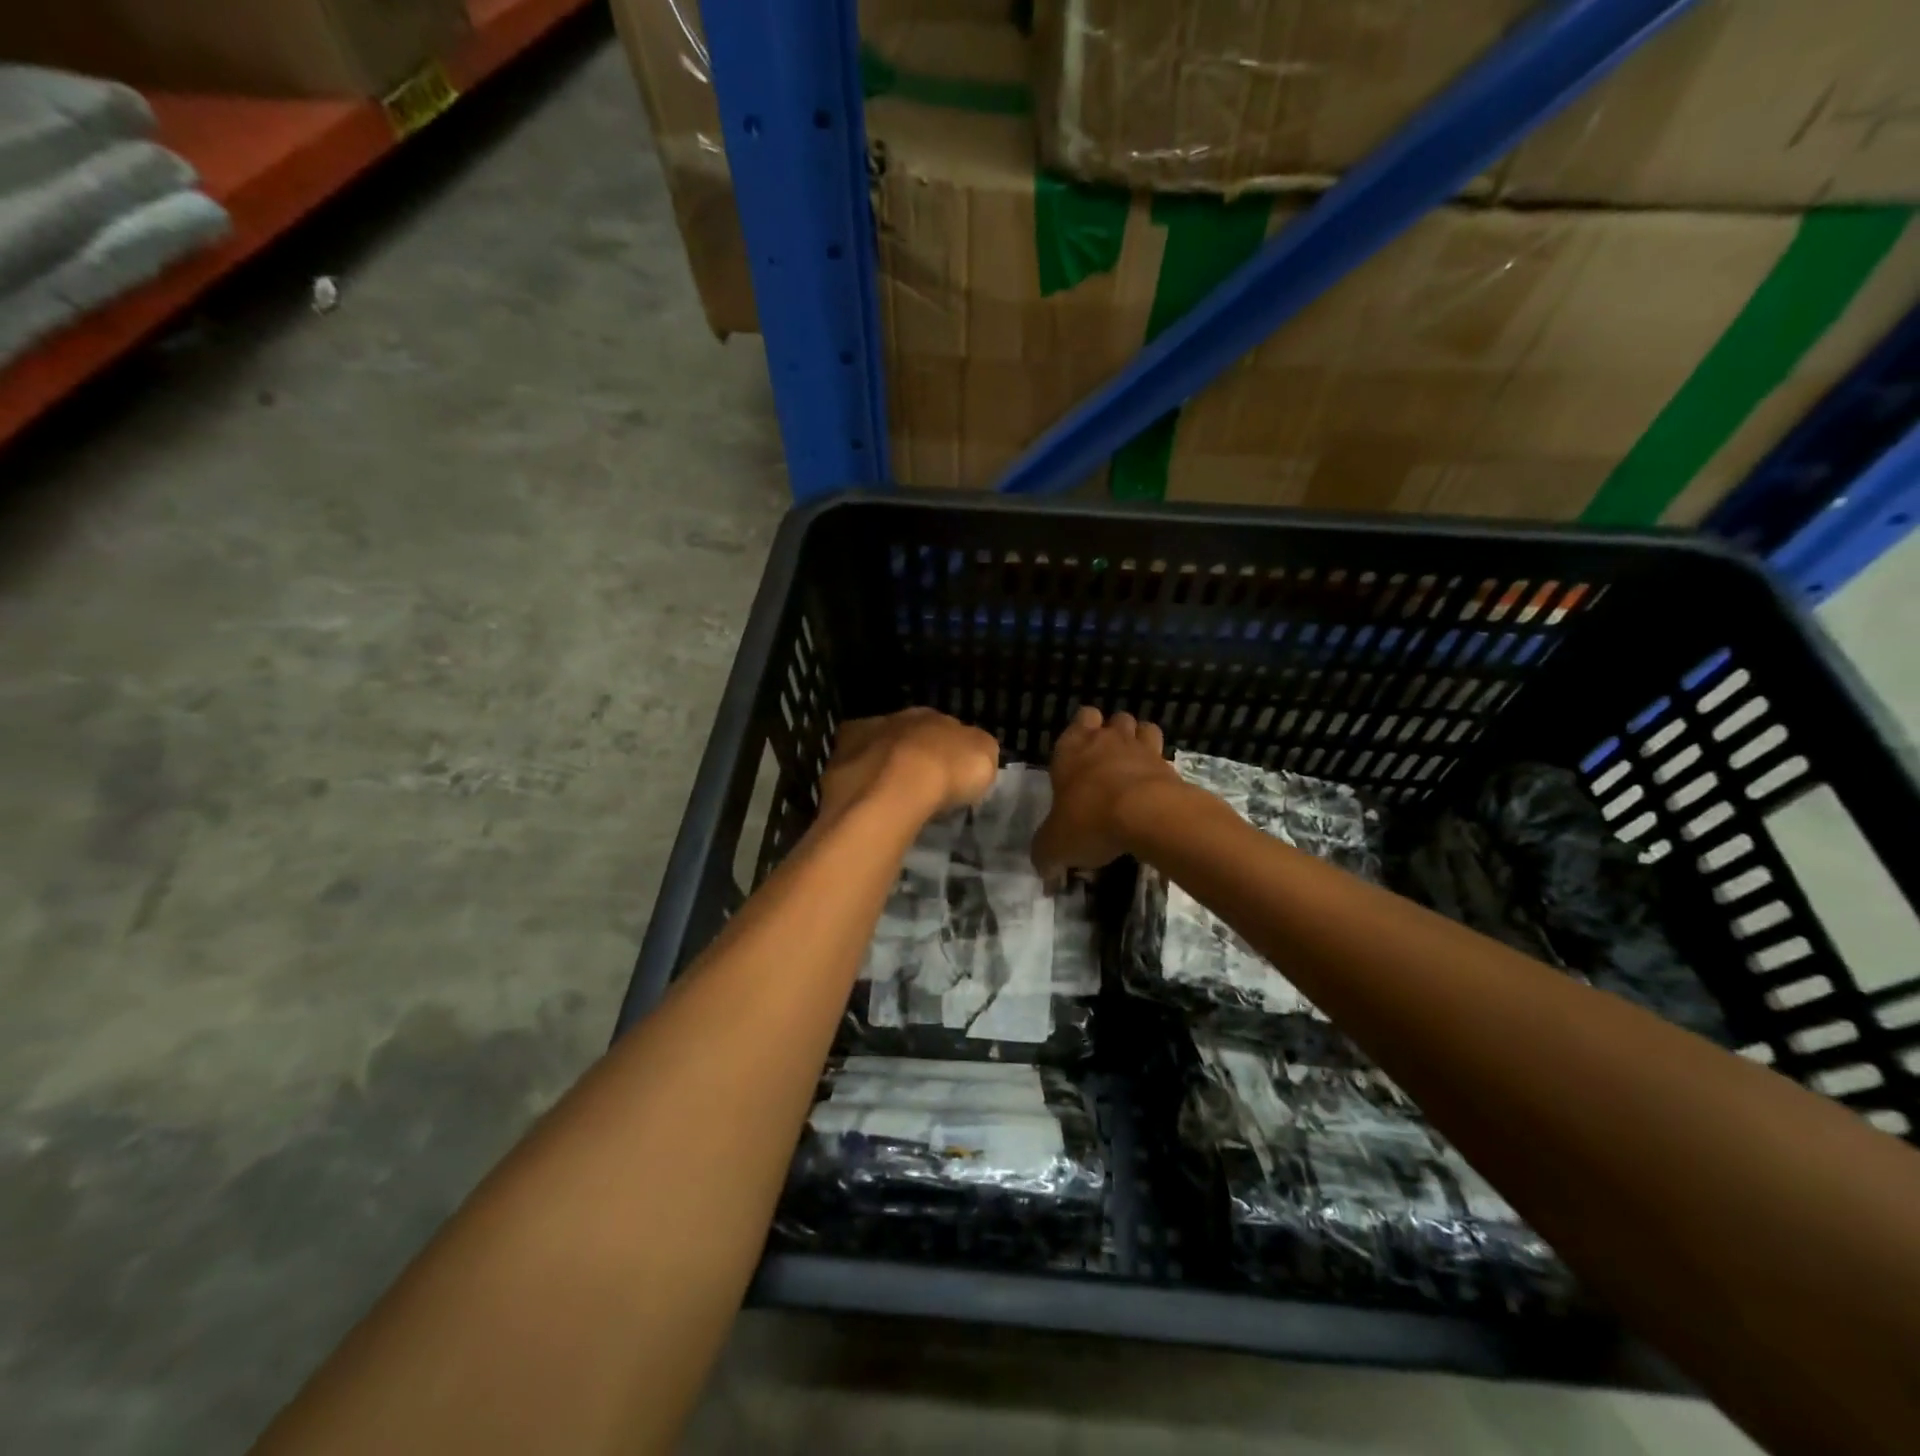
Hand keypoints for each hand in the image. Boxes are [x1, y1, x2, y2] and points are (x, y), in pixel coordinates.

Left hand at [816, 708, 999, 825]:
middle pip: (906, 737)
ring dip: (883, 768)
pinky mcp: (837, 763)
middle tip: (922, 786)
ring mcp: (861, 739)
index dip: (947, 751)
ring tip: (893, 798)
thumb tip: (972, 751)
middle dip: (913, 757)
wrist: (894, 789)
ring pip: (876, 751)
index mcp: (931, 714)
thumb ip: (978, 749)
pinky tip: (869, 803)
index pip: (941, 728)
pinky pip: (853, 772)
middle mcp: (894, 719)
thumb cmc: (946, 772)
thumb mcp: (984, 757)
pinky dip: (860, 784)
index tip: (951, 775)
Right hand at [1032, 707, 1180, 877]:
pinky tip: (1154, 788)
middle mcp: (1106, 740)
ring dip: (1139, 742)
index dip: (1082, 731)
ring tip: (1133, 769)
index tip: (1079, 755)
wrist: (1146, 815)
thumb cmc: (1089, 820)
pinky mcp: (1169, 765)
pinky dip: (1160, 767)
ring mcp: (1141, 749)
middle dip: (1111, 733)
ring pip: (1141, 728)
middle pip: (1113, 719)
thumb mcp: (1055, 845)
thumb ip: (1047, 854)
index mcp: (1071, 748)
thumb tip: (1045, 870)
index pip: (1079, 719)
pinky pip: (1164, 755)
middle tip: (1106, 763)